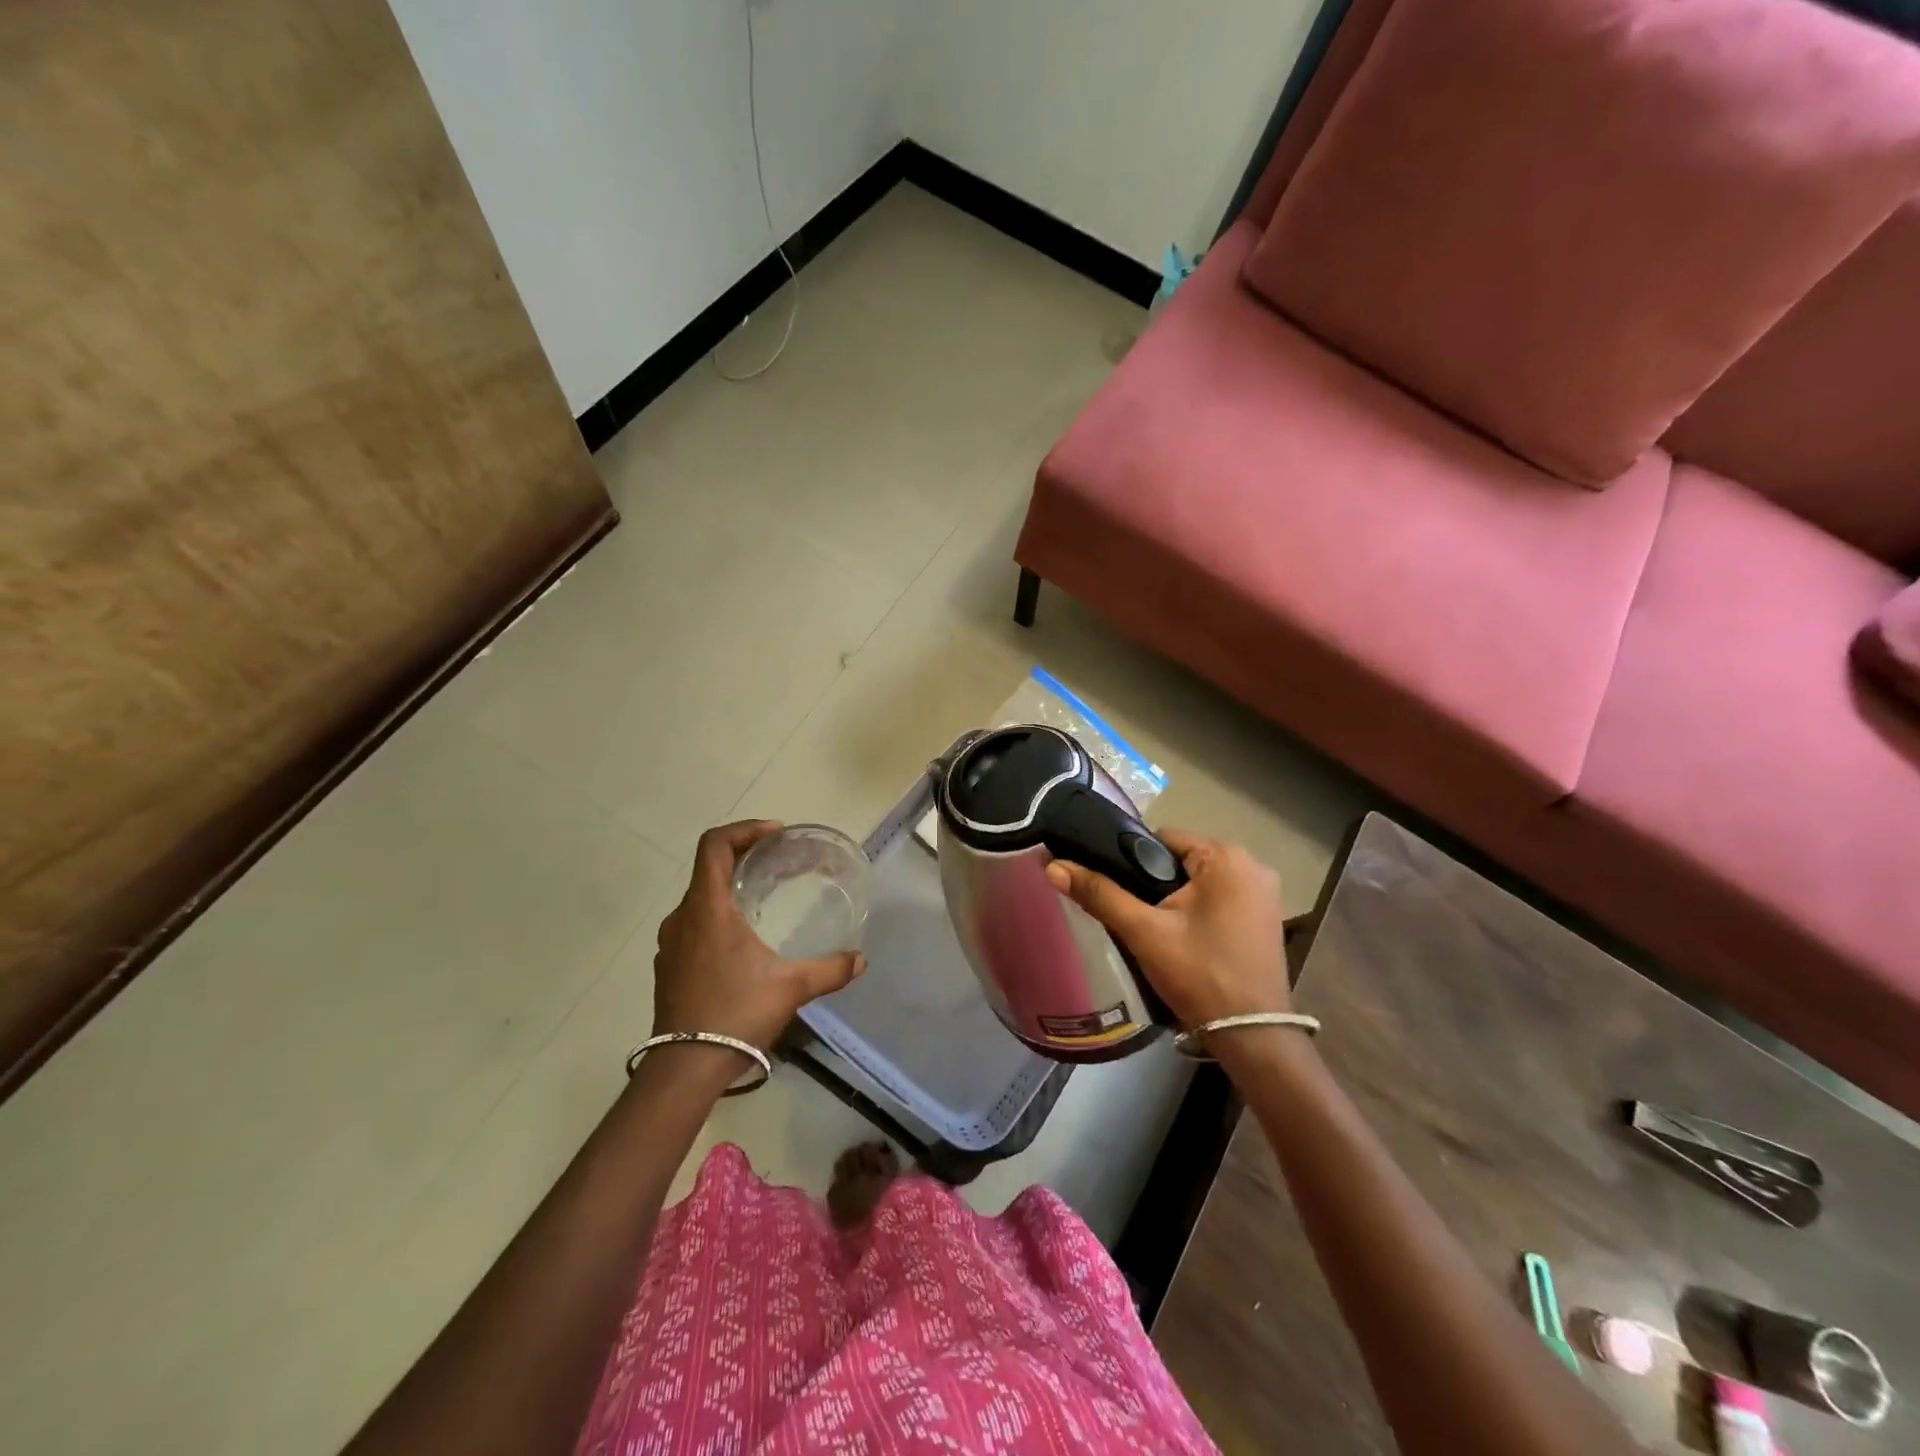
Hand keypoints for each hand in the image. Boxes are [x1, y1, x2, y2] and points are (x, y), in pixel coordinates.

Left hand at [653, 821, 865, 1051]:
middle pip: (708, 867)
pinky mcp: (668, 965)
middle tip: (777, 862)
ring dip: (729, 888)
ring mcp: (671, 943)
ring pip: (699, 897)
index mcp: (707, 908)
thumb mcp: (791, 987)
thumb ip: (830, 969)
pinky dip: (716, 915)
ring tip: (762, 898)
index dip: (744, 830)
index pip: (714, 845)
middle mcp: (683, 917)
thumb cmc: (736, 1014)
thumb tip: (861, 960)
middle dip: (743, 856)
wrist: (684, 1067)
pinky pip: (692, 923)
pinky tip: (741, 940)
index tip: (775, 835)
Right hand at [1045, 829, 1288, 1027]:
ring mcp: (1264, 893)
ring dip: (1175, 898)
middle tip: (1133, 914)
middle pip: (1181, 859)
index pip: (1162, 839)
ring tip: (1152, 928)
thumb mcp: (1144, 932)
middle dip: (1154, 882)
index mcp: (1227, 857)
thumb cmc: (1199, 975)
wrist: (1251, 1038)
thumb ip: (1100, 894)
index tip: (1115, 889)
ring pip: (1198, 881)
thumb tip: (1054, 866)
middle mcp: (1252, 865)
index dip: (1131, 860)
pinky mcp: (1265, 917)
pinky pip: (1218, 898)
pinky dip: (1197, 910)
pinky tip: (1182, 937)